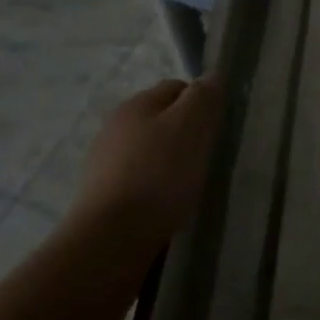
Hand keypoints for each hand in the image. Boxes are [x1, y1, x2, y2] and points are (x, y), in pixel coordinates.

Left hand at [66, 77, 221, 248]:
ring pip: (150, 153)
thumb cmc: (158, 175)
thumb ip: (204, 96)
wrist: (110, 241)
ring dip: (170, 163)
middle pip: (162, 120)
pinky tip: (167, 207)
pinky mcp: (101, 199)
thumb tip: (211, 77)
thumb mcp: (192, 125)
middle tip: (207, 157)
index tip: (218, 128)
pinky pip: (139, 182)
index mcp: (136, 104)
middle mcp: (114, 128)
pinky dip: (155, 190)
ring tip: (189, 186)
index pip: (177, 87)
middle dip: (186, 134)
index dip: (202, 102)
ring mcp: (103, 165)